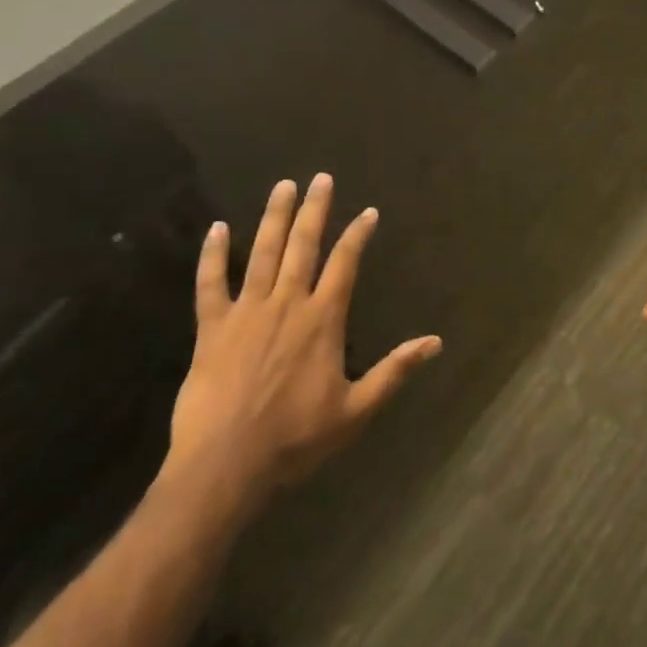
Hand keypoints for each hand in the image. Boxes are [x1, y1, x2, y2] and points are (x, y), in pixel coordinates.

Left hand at [163, 175, 441, 518]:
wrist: (223, 469)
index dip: (357, 235)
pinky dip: (213, 255)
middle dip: (315, 210)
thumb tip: (435, 342)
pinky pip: (211, 284)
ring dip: (274, 218)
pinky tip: (217, 228)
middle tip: (321, 178)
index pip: (345, 263)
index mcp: (322, 319)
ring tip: (283, 186)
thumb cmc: (294, 440)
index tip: (367, 211)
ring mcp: (247, 313)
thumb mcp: (355, 410)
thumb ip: (394, 371)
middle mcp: (287, 303)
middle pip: (303, 245)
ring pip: (263, 254)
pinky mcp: (212, 329)